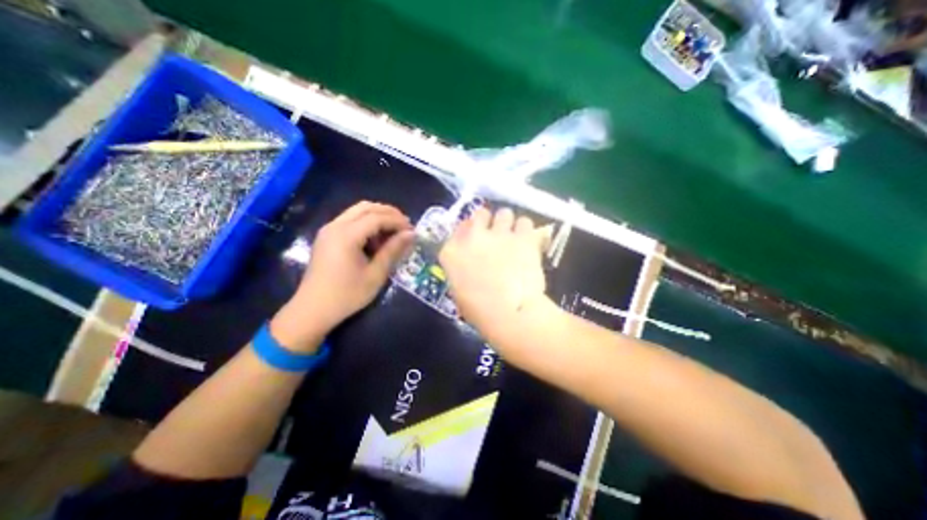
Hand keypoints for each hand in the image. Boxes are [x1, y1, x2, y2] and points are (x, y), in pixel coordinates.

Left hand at [269, 200, 412, 351]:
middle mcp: (335, 226)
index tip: (412, 230)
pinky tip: (376, 238)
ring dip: (378, 216)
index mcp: (346, 235)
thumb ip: (393, 250)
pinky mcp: (326, 237)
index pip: (377, 217)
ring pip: (357, 211)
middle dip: (389, 213)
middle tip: (405, 226)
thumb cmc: (347, 295)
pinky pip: (350, 220)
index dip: (397, 221)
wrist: (312, 310)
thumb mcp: (376, 274)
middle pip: (366, 207)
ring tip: (393, 231)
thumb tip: (411, 234)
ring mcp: (328, 230)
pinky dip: (366, 223)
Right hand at [439, 207, 549, 345]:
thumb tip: (471, 262)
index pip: (459, 228)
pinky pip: (525, 222)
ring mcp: (498, 234)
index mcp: (452, 251)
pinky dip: (526, 231)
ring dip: (508, 224)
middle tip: (495, 234)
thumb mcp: (459, 290)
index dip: (470, 232)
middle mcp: (472, 236)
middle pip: (480, 214)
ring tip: (514, 237)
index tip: (477, 238)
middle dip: (487, 221)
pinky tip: (528, 242)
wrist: (509, 314)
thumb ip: (461, 268)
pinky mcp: (522, 237)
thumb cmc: (479, 311)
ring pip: (504, 213)